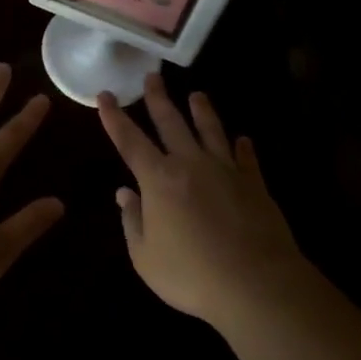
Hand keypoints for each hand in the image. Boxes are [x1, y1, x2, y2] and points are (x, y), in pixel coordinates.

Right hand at [97, 75, 305, 323]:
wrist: (256, 284)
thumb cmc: (191, 274)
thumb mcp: (145, 257)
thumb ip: (132, 221)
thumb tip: (124, 193)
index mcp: (158, 179)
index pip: (129, 140)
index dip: (114, 117)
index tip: (105, 95)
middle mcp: (190, 164)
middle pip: (171, 123)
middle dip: (158, 98)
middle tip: (152, 76)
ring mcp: (225, 171)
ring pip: (211, 131)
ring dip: (202, 111)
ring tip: (197, 95)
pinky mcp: (254, 184)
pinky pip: (247, 158)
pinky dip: (244, 147)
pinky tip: (243, 139)